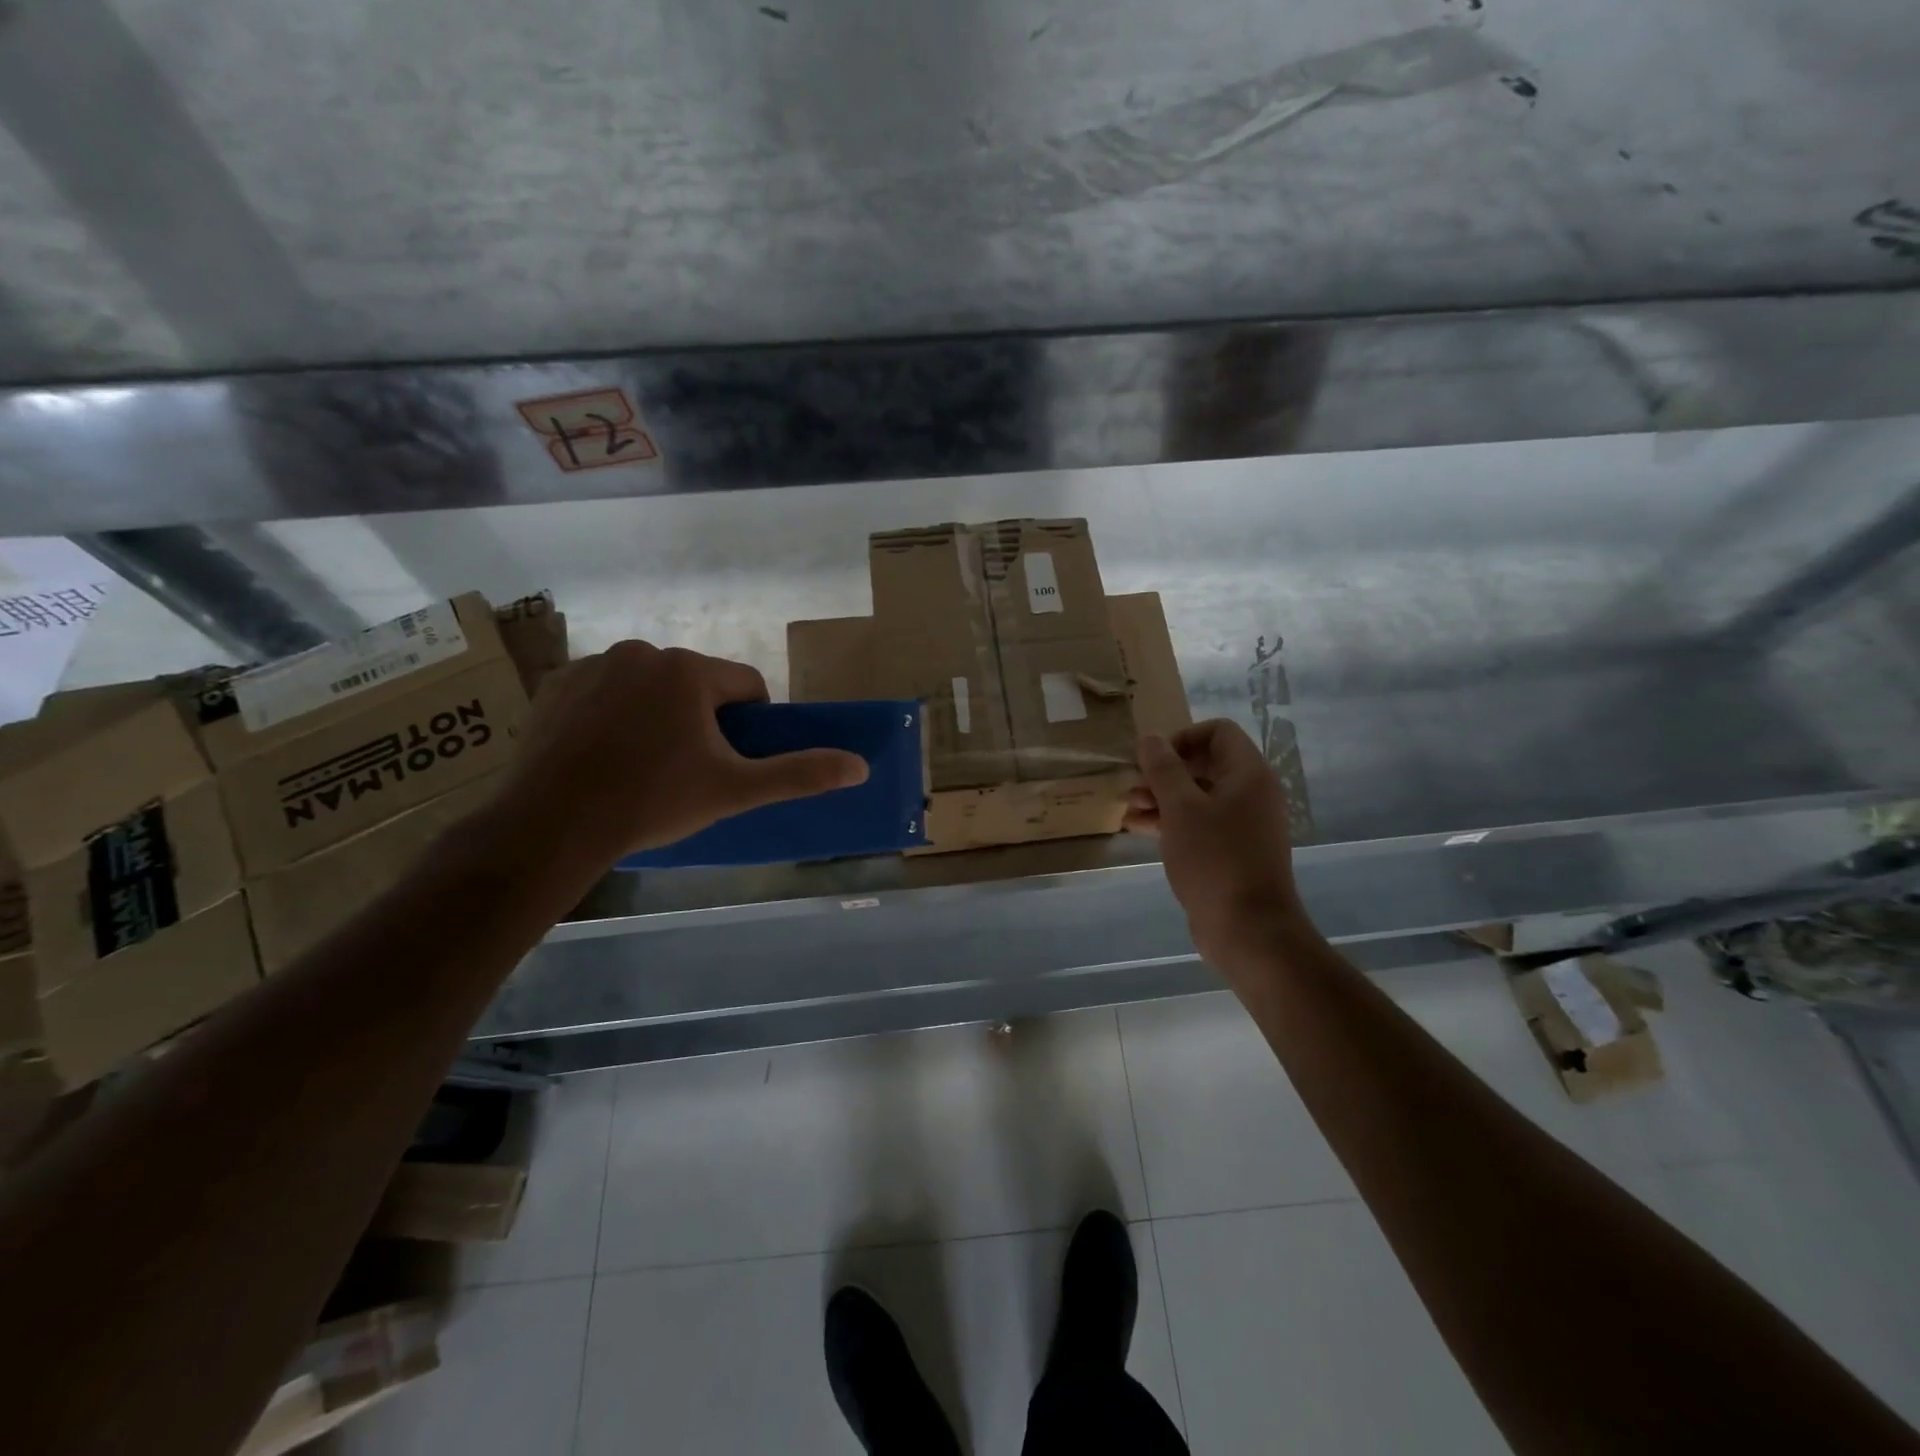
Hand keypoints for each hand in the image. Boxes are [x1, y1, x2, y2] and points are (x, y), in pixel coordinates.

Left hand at [498, 641, 867, 866]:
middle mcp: (643, 652)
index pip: (746, 685)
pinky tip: (603, 753)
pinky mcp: (556, 683)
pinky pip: (605, 691)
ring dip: (658, 713)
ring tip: (643, 764)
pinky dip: (613, 713)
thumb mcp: (734, 791)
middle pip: (696, 683)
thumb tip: (860, 766)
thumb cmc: (653, 801)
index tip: (734, 759)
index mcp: (690, 670)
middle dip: (702, 718)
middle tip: (690, 768)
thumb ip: (799, 774)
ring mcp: (594, 664)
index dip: (751, 723)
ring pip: (650, 685)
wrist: (552, 824)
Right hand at [1125, 720, 1309, 965]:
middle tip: (1134, 787)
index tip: (1153, 760)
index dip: (1182, 738)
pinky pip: (1200, 824)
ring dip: (1163, 798)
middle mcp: (1251, 794)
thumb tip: (1149, 737)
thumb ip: (1163, 769)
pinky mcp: (1232, 852)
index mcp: (1248, 774)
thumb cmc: (1214, 859)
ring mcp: (1244, 825)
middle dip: (1165, 772)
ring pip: (1199, 797)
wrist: (1248, 928)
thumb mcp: (1180, 808)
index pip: (1218, 732)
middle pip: (1205, 764)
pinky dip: (1172, 822)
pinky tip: (1139, 829)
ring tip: (1129, 809)